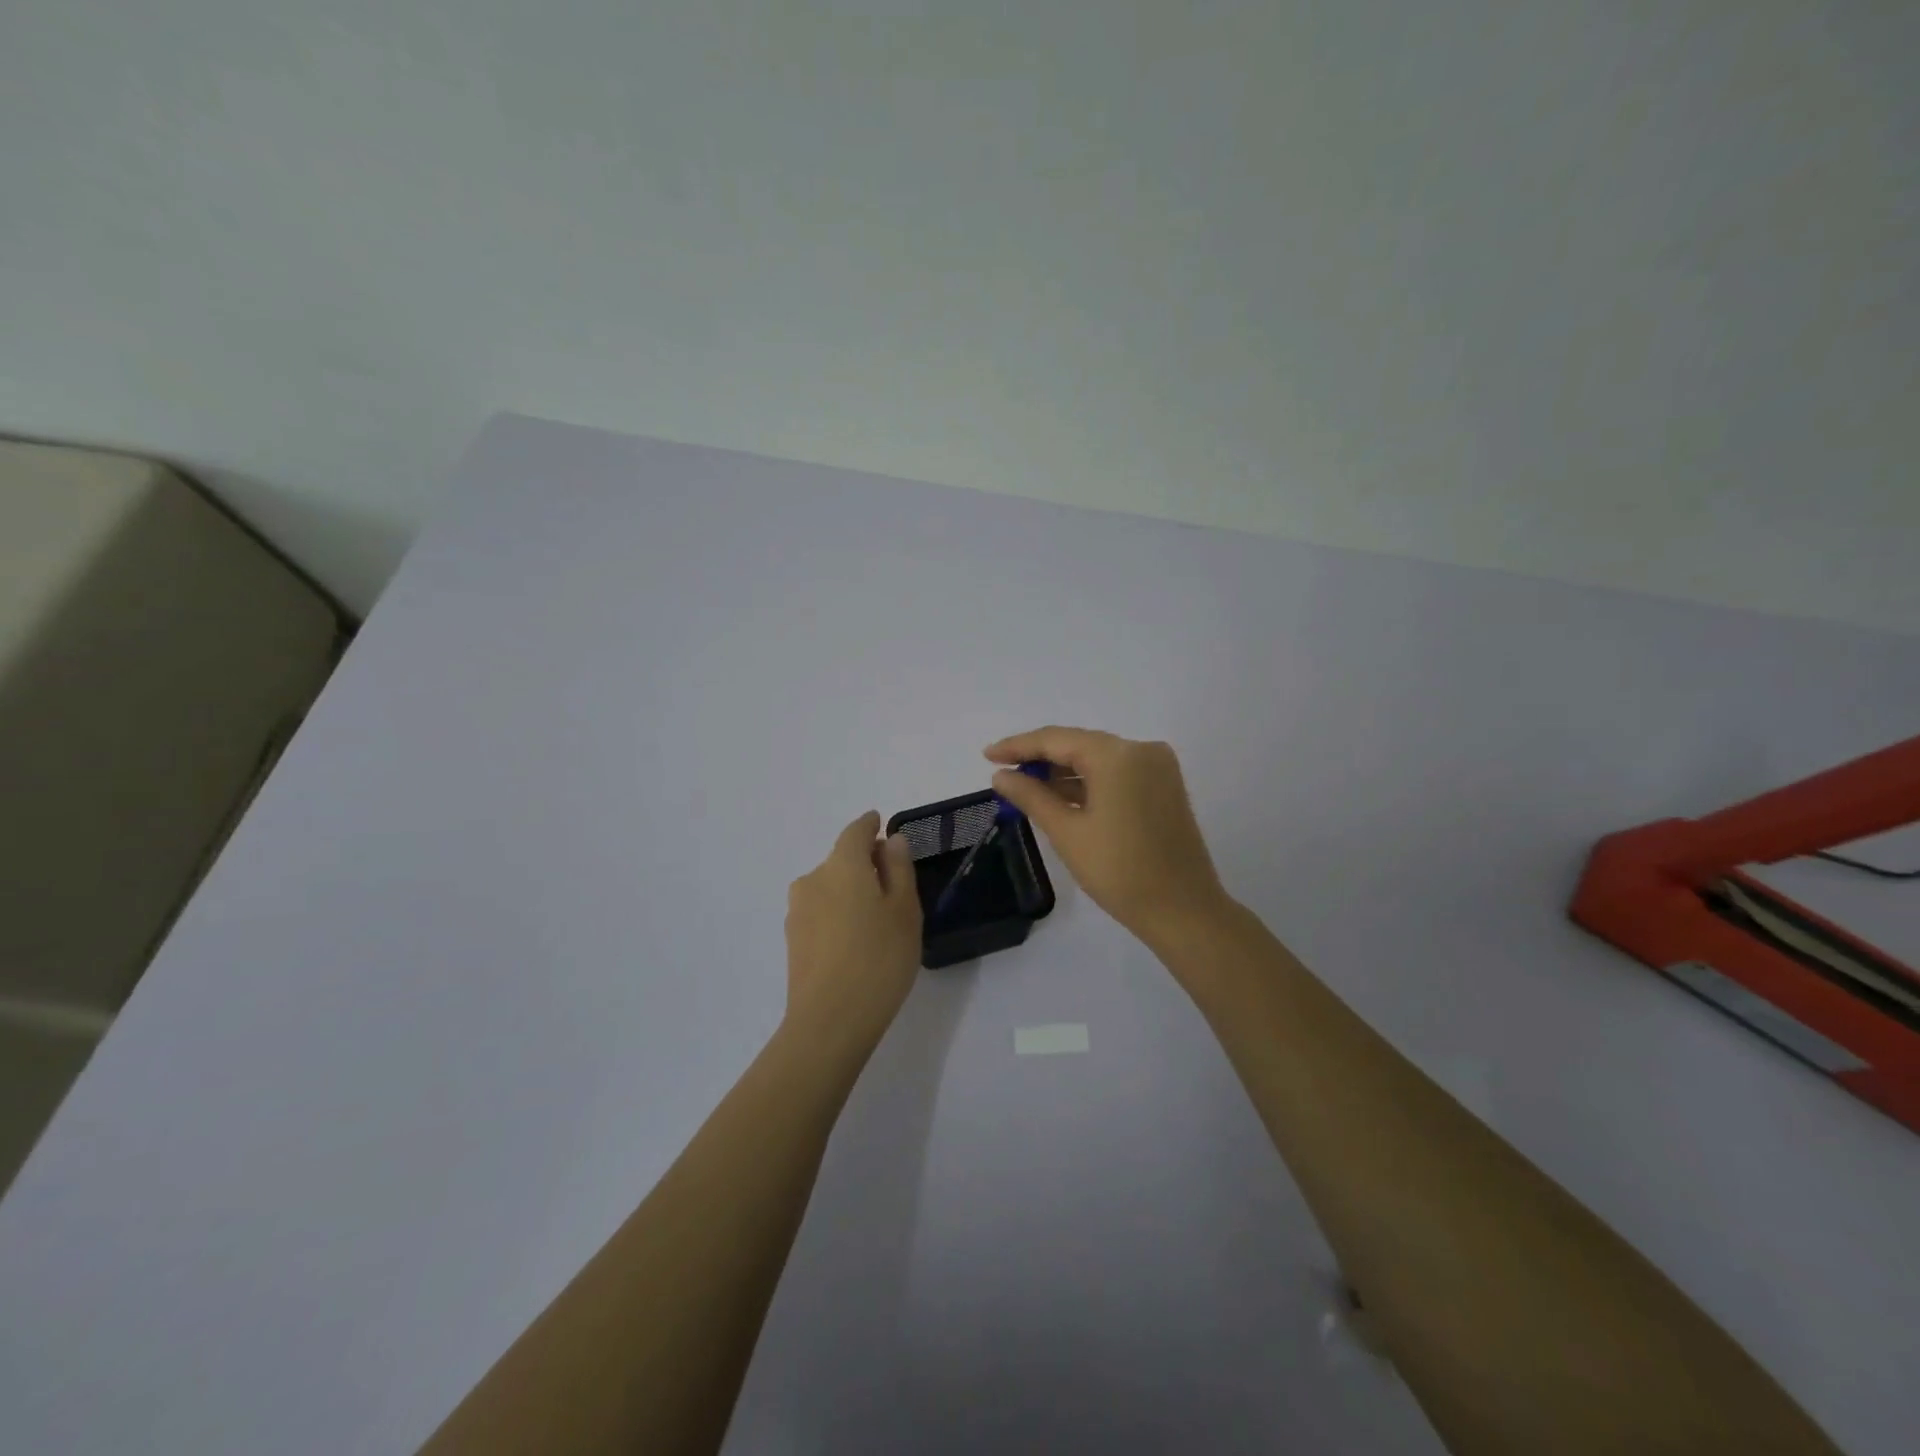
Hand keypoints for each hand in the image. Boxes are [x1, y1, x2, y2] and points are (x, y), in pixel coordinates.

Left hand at [783, 811, 921, 1056]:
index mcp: (842, 865)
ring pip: (830, 887)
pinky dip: (838, 914)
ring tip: (876, 919)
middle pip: (841, 860)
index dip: (869, 825)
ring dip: (850, 891)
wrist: (829, 1022)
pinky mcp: (792, 940)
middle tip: (893, 884)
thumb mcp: (904, 910)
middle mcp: (813, 879)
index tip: (880, 824)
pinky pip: (821, 912)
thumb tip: (891, 841)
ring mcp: (797, 911)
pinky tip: (855, 941)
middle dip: (865, 863)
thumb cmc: (879, 959)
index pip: (855, 831)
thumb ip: (899, 869)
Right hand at [985, 727, 1229, 944]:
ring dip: (1063, 772)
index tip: (987, 755)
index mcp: (1118, 755)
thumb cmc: (1119, 872)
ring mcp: (1158, 767)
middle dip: (1040, 758)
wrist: (1183, 911)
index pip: (1057, 739)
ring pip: (1098, 759)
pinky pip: (1117, 774)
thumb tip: (1000, 775)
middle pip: (1079, 745)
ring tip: (1025, 787)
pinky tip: (1060, 796)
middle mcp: (1141, 749)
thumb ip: (1031, 796)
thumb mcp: (1067, 832)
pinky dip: (1089, 783)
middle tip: (1002, 772)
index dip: (1018, 746)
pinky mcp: (1165, 787)